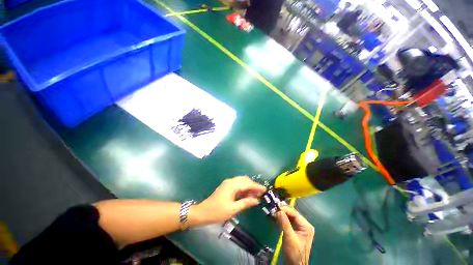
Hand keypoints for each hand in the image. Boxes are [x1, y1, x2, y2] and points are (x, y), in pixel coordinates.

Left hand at [190, 176, 265, 224]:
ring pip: (241, 182)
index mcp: (232, 185)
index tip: (265, 190)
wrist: (202, 212)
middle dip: (253, 185)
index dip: (257, 186)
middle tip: (261, 193)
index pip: (247, 183)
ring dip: (249, 187)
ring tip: (256, 194)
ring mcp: (228, 183)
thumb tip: (257, 200)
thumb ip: (245, 203)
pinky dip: (244, 188)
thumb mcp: (233, 209)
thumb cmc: (217, 212)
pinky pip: (238, 185)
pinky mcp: (226, 187)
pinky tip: (248, 194)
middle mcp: (231, 181)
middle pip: (245, 180)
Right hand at [275, 206, 314, 264]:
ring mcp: (298, 226)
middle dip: (281, 212)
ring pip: (287, 216)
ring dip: (280, 215)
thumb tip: (278, 210)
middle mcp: (303, 224)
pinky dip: (280, 220)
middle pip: (291, 213)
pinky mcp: (293, 229)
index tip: (275, 207)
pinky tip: (275, 219)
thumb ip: (284, 223)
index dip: (284, 209)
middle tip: (272, 211)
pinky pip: (286, 221)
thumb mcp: (289, 237)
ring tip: (273, 214)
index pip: (294, 213)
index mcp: (306, 225)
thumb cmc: (294, 253)